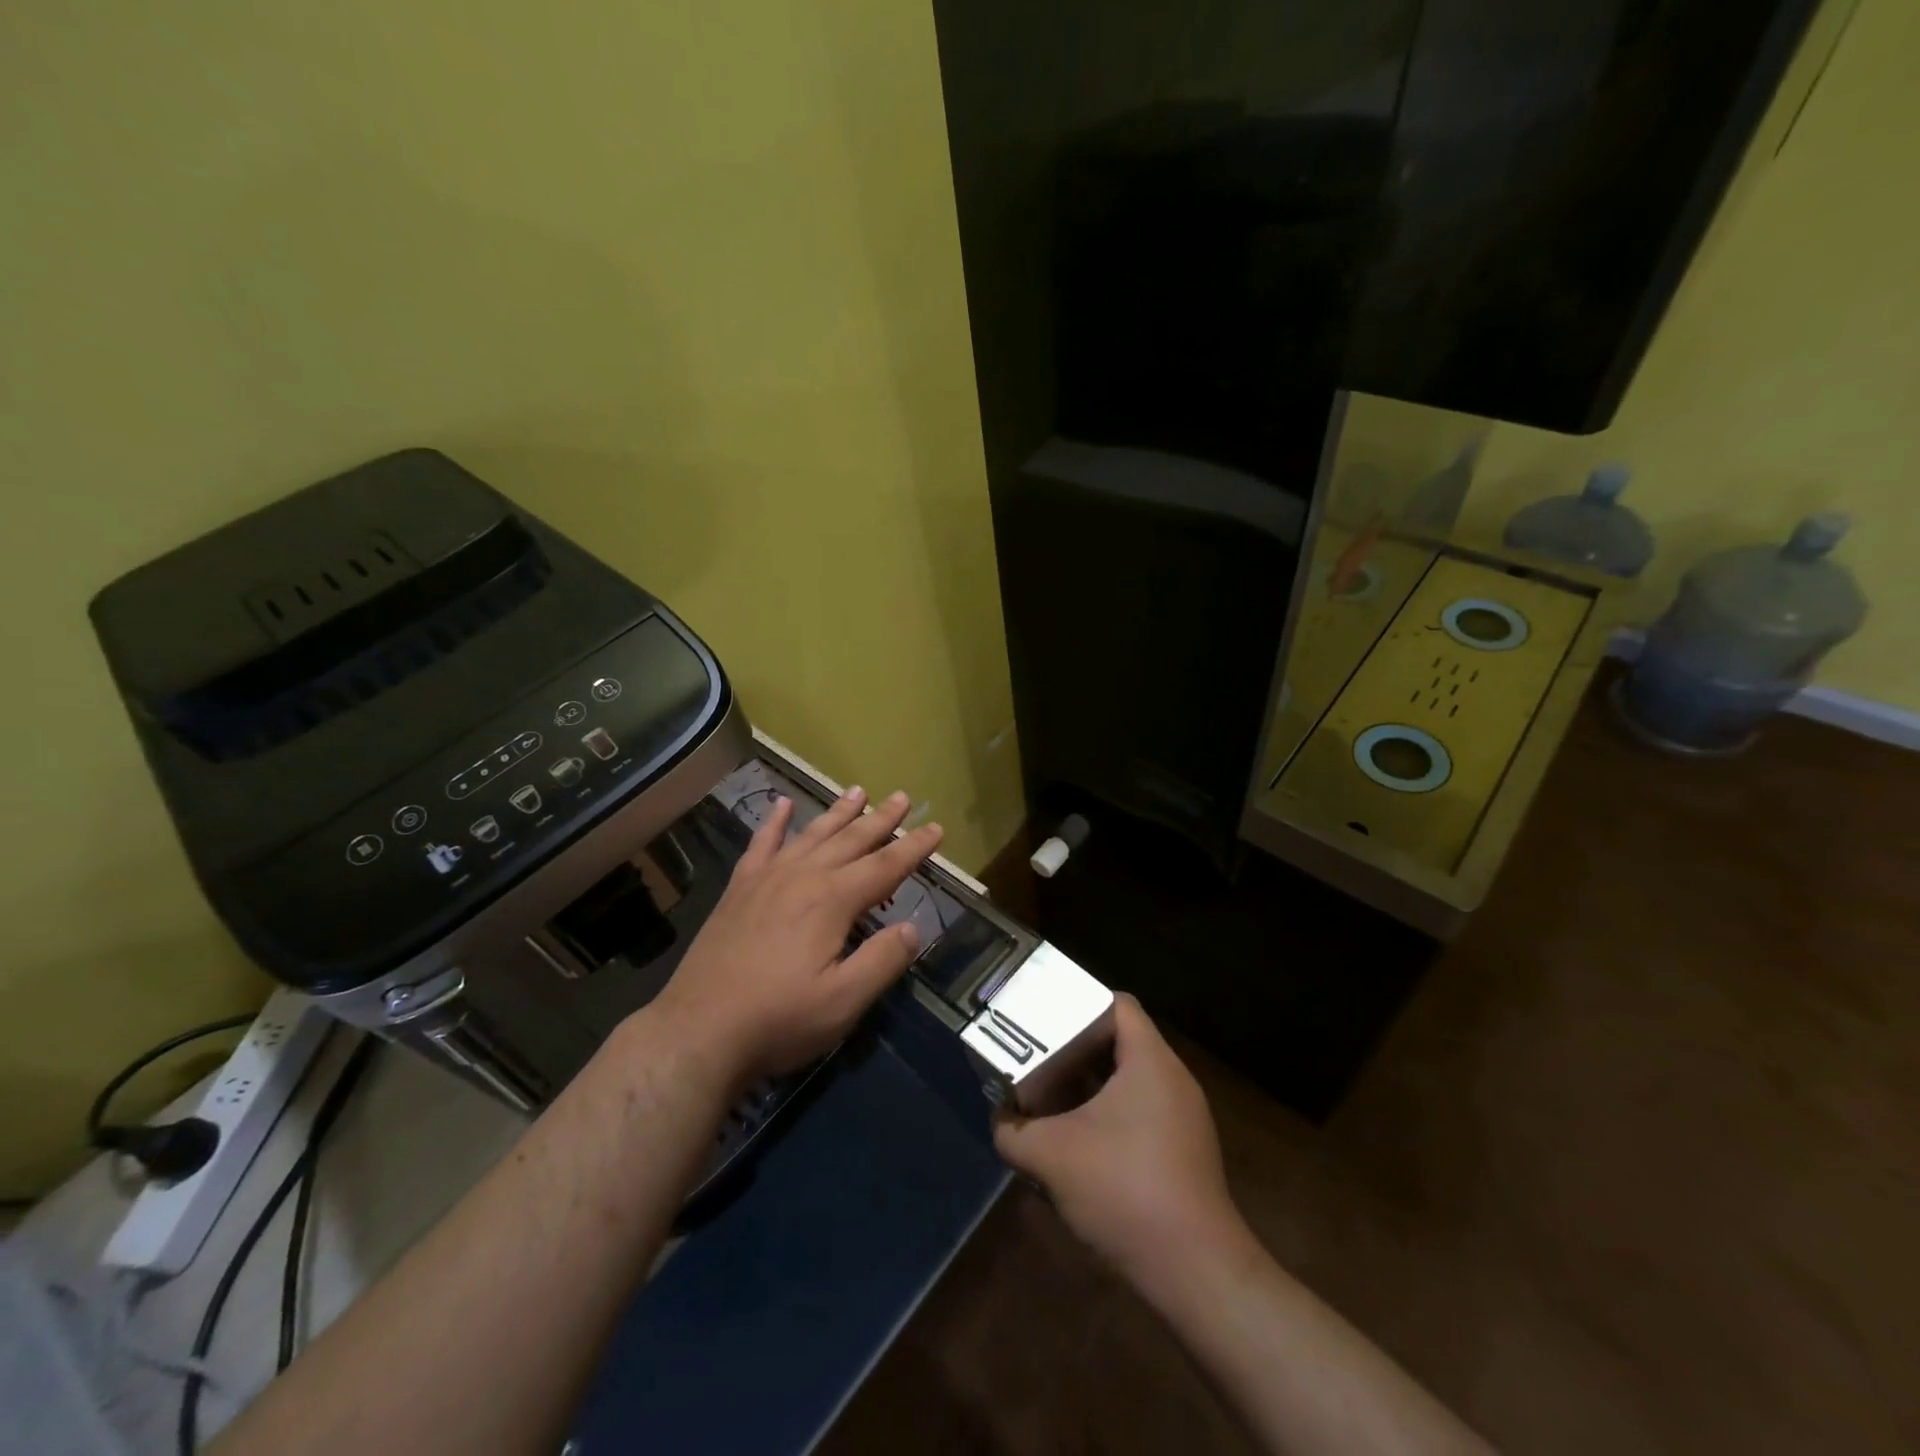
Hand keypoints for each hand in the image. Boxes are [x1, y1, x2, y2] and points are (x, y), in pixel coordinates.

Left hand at [649, 786, 942, 1084]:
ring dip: (837, 813)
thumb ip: (883, 960)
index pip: (885, 866)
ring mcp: (766, 880)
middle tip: (902, 797)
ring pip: (811, 835)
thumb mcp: (844, 1001)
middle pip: (850, 840)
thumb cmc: (778, 1019)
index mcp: (832, 901)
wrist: (698, 1031)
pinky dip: (774, 823)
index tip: (936, 828)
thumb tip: (914, 928)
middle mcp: (802, 877)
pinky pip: (761, 845)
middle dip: (880, 819)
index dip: (913, 848)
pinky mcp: (739, 890)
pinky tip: (782, 805)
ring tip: (856, 791)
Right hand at [993, 994, 1242, 1285]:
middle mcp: (1173, 1079)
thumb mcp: (1051, 1157)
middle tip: (1038, 1056)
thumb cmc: (1124, 1191)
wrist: (1195, 1272)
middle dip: (1076, 1046)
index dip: (1079, 1002)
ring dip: (1091, 1084)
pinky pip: (1142, 1110)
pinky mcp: (1186, 1150)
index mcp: (1150, 1060)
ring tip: (1051, 1096)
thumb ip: (1013, 1133)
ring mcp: (1184, 1116)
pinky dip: (1110, 1113)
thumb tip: (999, 1121)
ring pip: (1130, 1079)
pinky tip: (1081, 1141)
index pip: (1117, 1004)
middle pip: (1121, 1040)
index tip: (1045, 1018)